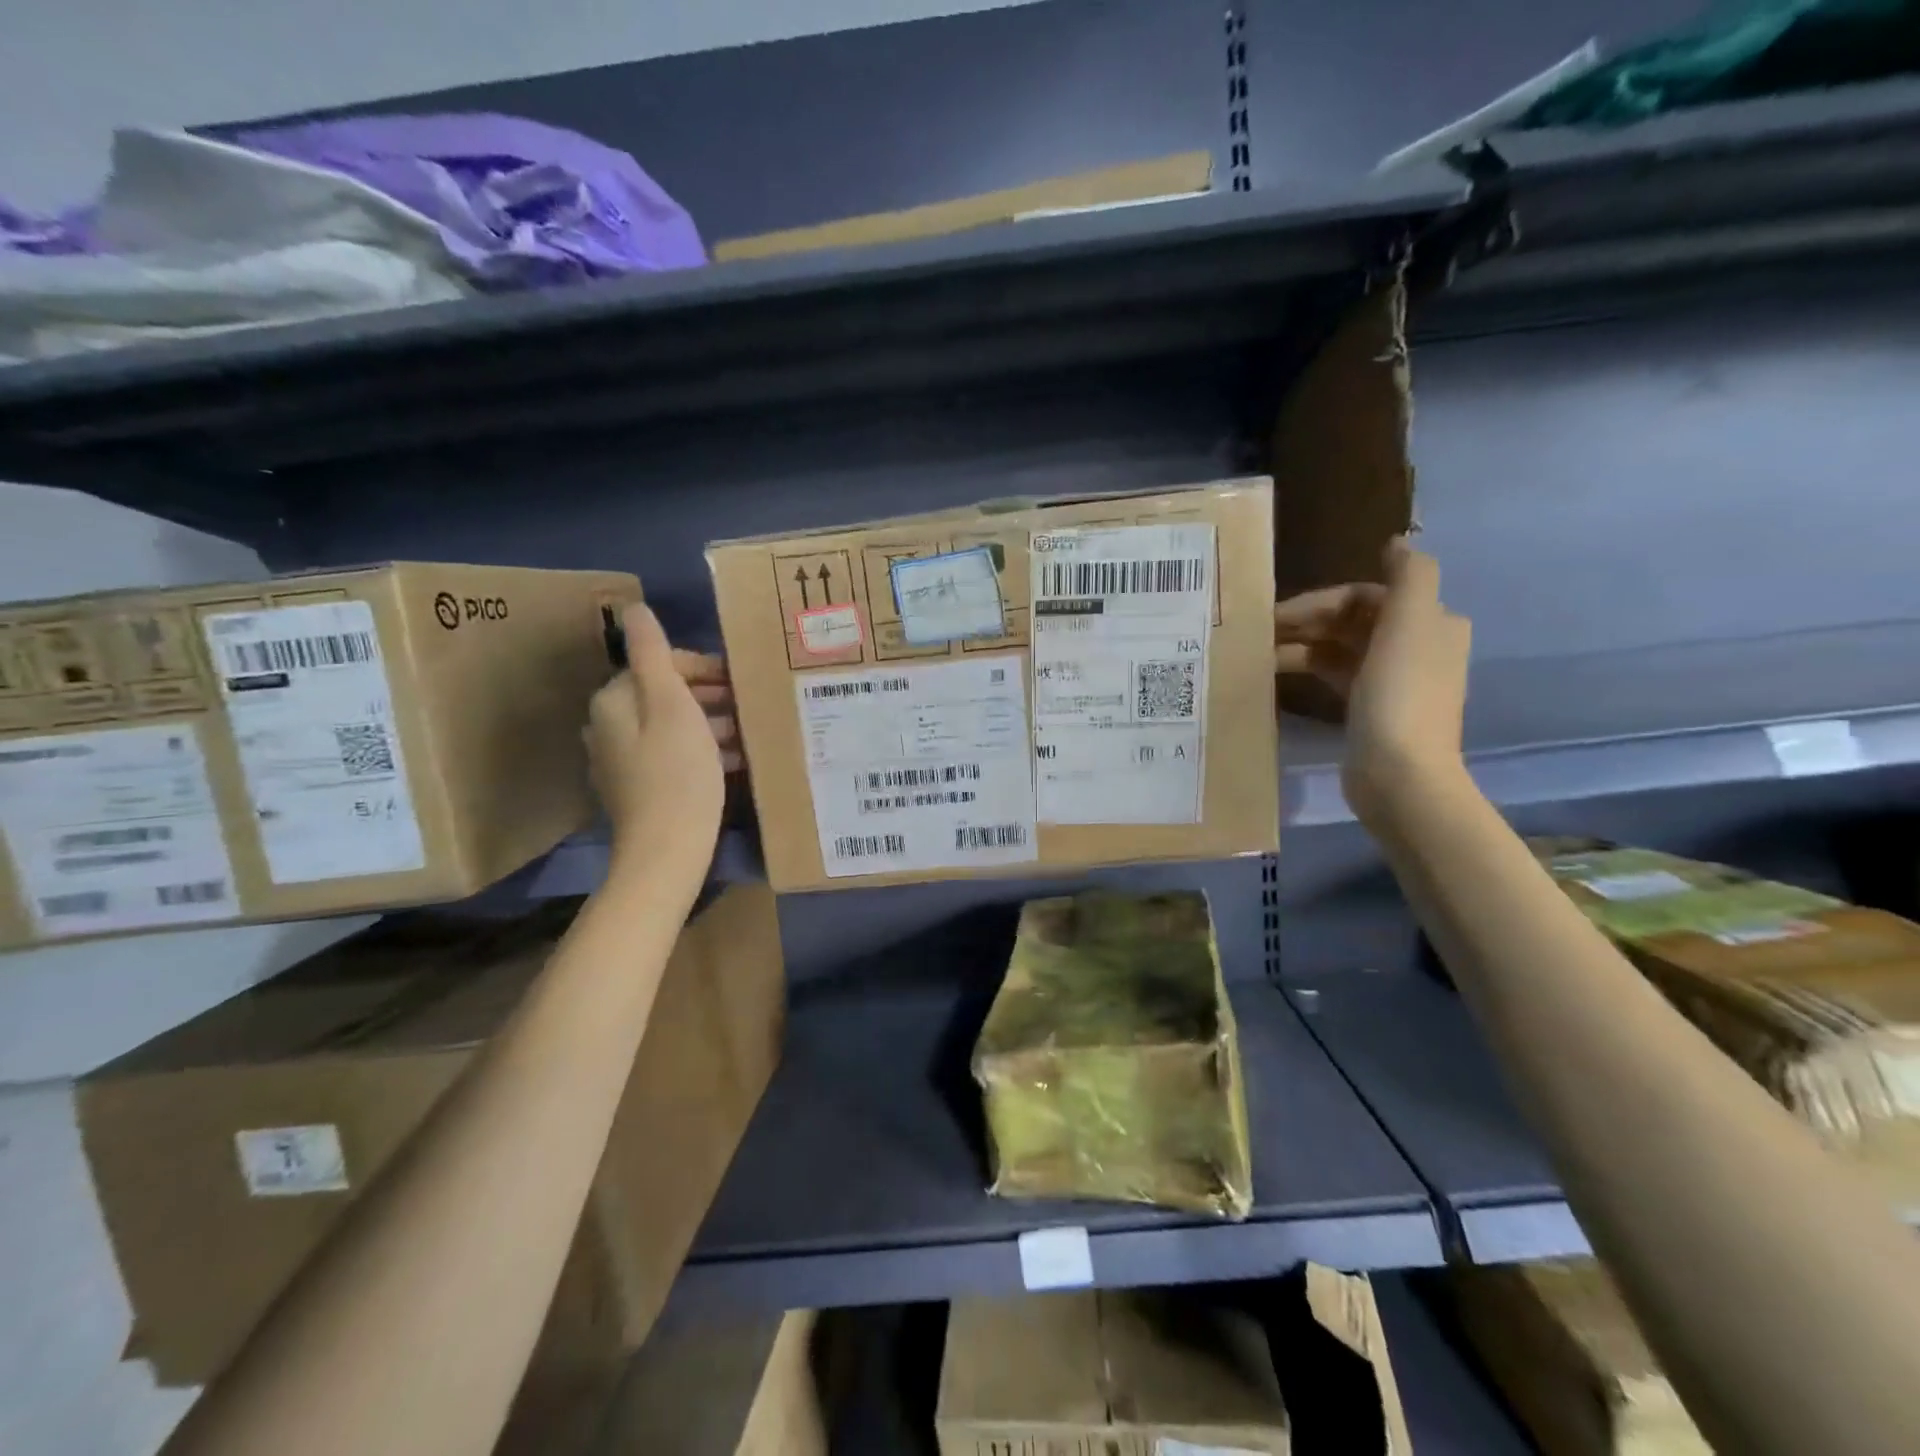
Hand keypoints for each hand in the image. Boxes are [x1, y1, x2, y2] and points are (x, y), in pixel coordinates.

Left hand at [585, 605, 725, 879]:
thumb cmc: (677, 773)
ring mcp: (621, 762)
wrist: (667, 851)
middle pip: (664, 696)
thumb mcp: (671, 705)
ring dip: (710, 724)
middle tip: (749, 704)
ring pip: (672, 727)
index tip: (740, 681)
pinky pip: (673, 755)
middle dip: (708, 697)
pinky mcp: (638, 789)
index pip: (658, 665)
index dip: (703, 669)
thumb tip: (634, 608)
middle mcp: (608, 727)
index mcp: (613, 702)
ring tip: (749, 732)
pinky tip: (734, 761)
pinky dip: (702, 751)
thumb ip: (653, 654)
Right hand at [1274, 537, 1470, 820]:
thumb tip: (1397, 542)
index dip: (1322, 600)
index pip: (1368, 595)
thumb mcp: (1411, 624)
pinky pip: (1334, 675)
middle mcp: (1416, 646)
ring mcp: (1392, 680)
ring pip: (1340, 648)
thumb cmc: (1400, 694)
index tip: (1278, 615)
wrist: (1399, 774)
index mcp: (1431, 623)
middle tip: (1261, 632)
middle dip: (1308, 621)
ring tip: (1260, 653)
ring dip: (1302, 645)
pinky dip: (1308, 668)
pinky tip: (1277, 674)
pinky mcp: (1370, 709)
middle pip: (1353, 620)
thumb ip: (1411, 575)